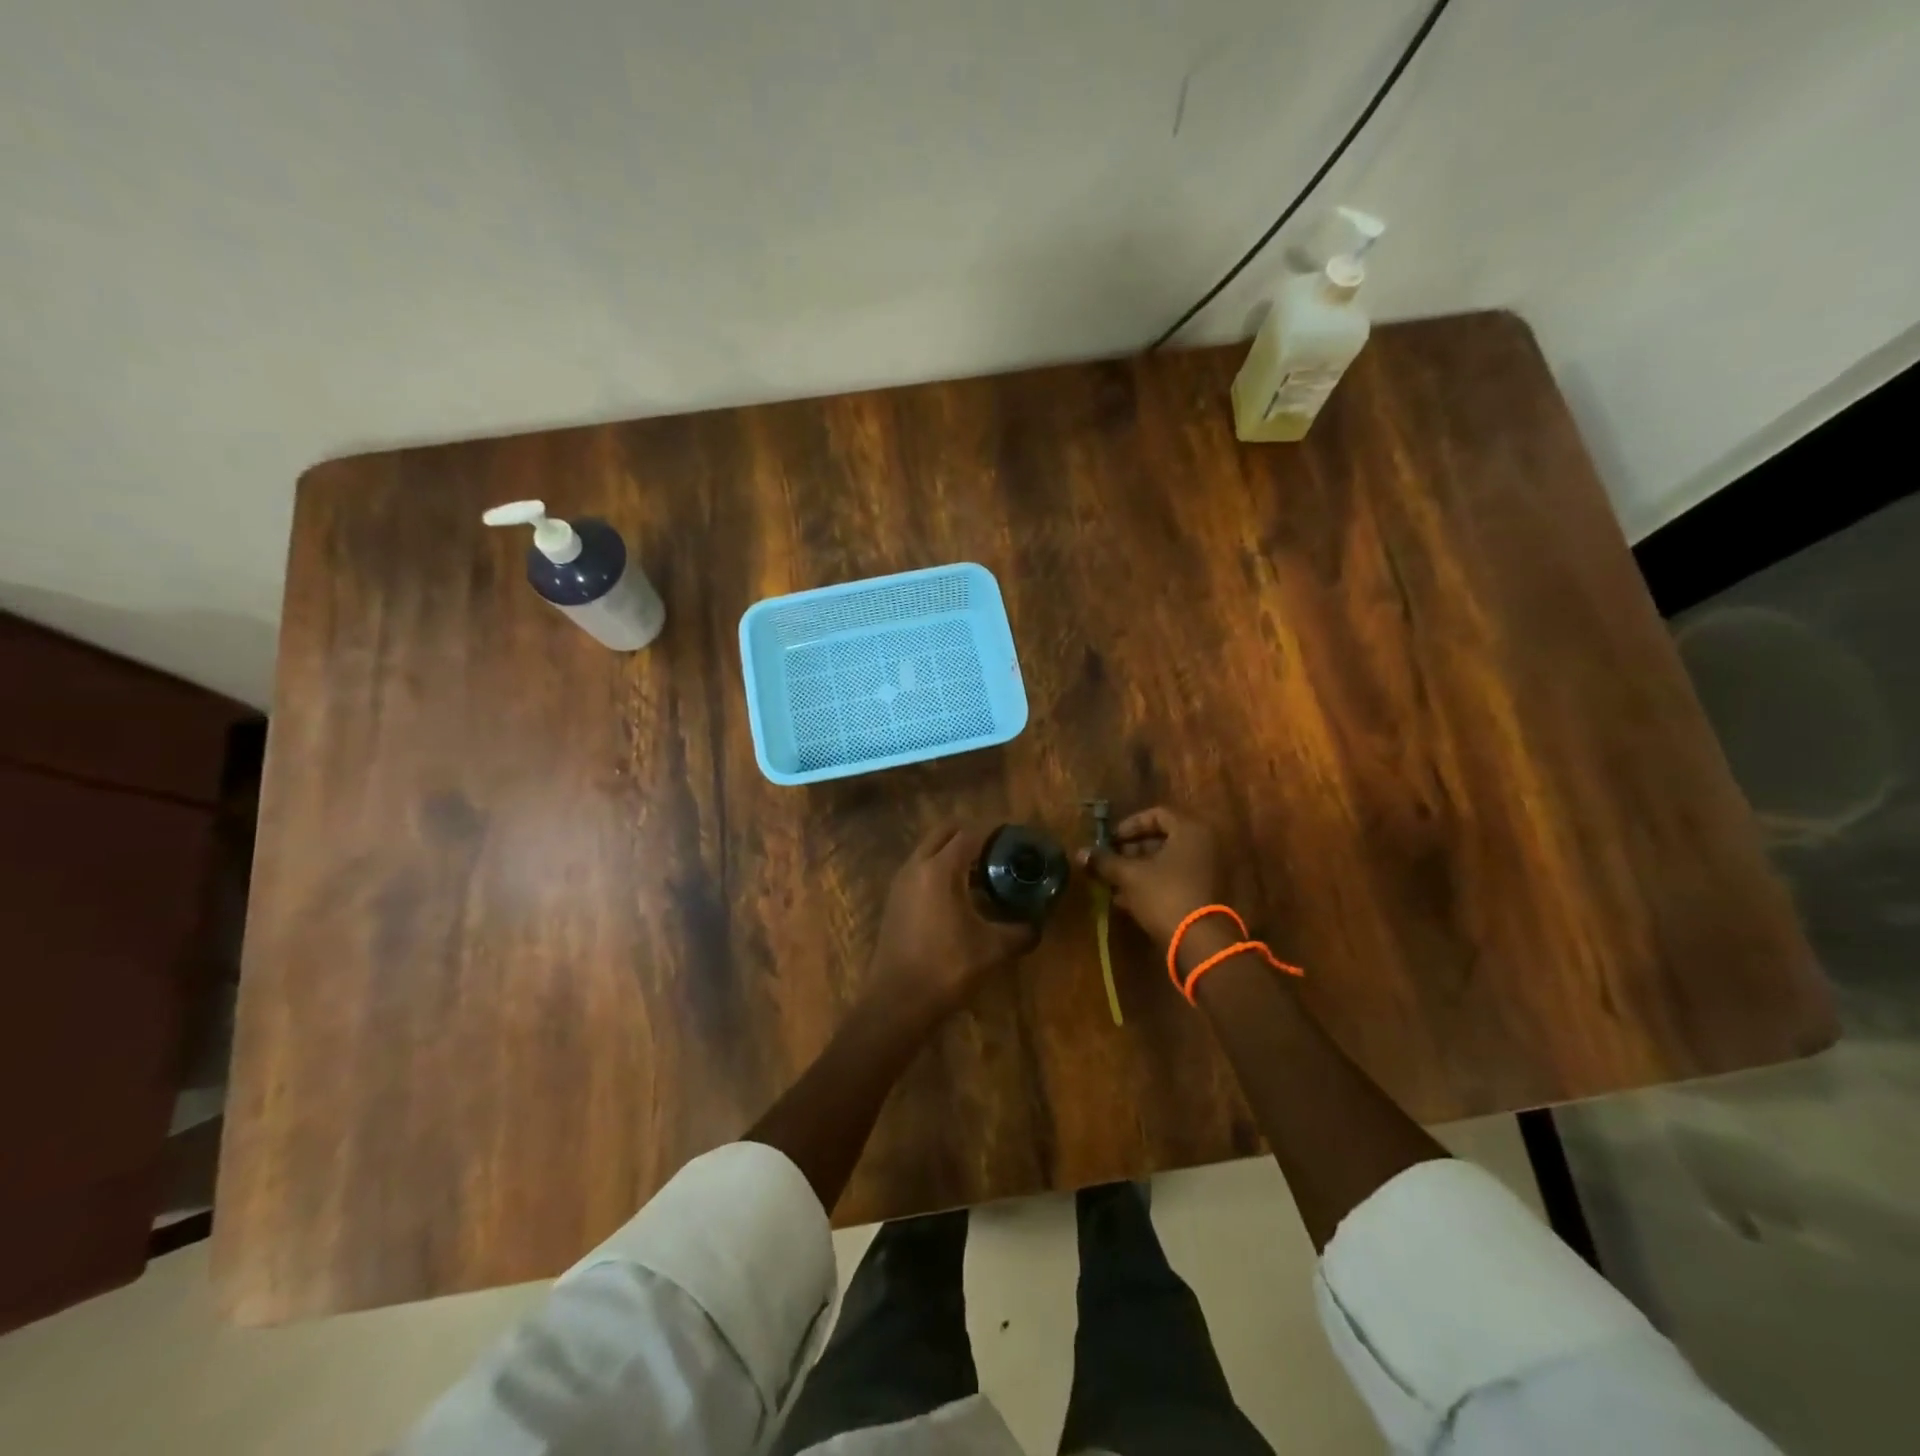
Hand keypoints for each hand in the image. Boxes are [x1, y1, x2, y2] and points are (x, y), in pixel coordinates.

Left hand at [869, 821, 1037, 1023]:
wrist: (897, 1001)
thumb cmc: (947, 967)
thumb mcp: (992, 949)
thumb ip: (1020, 932)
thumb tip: (1037, 925)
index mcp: (940, 869)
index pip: (970, 834)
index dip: (994, 832)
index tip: (1015, 838)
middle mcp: (916, 866)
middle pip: (945, 832)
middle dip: (971, 834)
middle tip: (997, 850)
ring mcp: (900, 882)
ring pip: (929, 850)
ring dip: (953, 853)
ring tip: (981, 873)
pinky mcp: (894, 900)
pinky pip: (919, 870)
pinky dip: (939, 870)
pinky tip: (959, 896)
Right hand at [1077, 805, 1228, 949]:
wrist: (1202, 943)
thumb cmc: (1165, 896)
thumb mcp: (1129, 876)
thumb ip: (1105, 861)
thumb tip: (1080, 853)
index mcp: (1191, 830)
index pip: (1156, 814)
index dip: (1129, 826)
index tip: (1110, 841)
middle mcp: (1206, 844)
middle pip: (1163, 838)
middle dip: (1132, 850)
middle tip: (1111, 862)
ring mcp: (1210, 870)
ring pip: (1169, 862)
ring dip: (1140, 869)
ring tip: (1114, 883)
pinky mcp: (1208, 894)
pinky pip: (1177, 879)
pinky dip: (1154, 884)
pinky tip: (1128, 900)